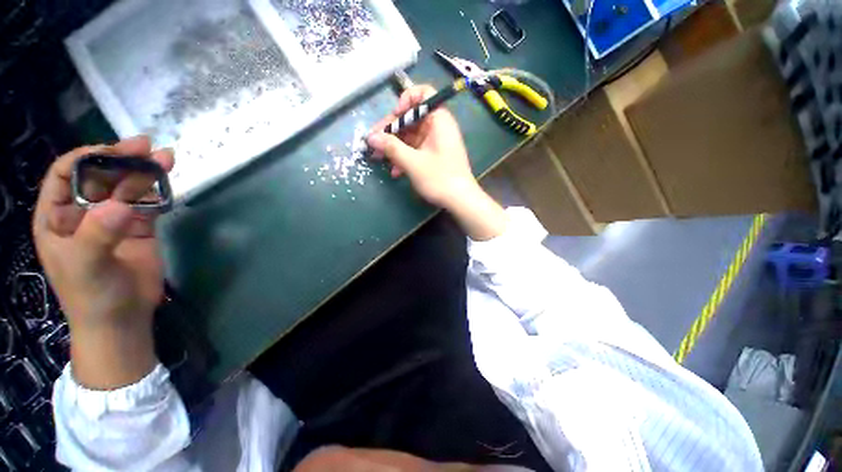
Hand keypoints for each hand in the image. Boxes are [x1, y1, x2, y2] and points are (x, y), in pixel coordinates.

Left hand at [33, 136, 173, 388]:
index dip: (85, 159)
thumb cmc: (92, 296)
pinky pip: (146, 203)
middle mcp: (82, 213)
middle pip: (100, 177)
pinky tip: (168, 180)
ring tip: (165, 157)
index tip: (112, 152)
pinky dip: (157, 191)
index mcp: (57, 217)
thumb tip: (121, 206)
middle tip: (145, 146)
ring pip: (126, 188)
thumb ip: (97, 235)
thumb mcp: (86, 267)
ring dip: (144, 172)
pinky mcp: (138, 228)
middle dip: (120, 160)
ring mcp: (112, 220)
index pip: (65, 175)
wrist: (123, 320)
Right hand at [367, 85, 477, 209]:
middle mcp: (438, 127)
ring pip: (411, 137)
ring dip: (394, 147)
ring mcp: (436, 142)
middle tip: (374, 143)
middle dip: (391, 130)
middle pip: (411, 118)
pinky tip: (395, 172)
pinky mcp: (434, 156)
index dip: (405, 101)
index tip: (394, 116)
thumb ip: (391, 148)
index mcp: (438, 119)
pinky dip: (404, 157)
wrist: (460, 200)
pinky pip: (416, 150)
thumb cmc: (439, 178)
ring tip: (379, 158)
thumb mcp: (413, 163)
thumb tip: (370, 137)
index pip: (423, 94)